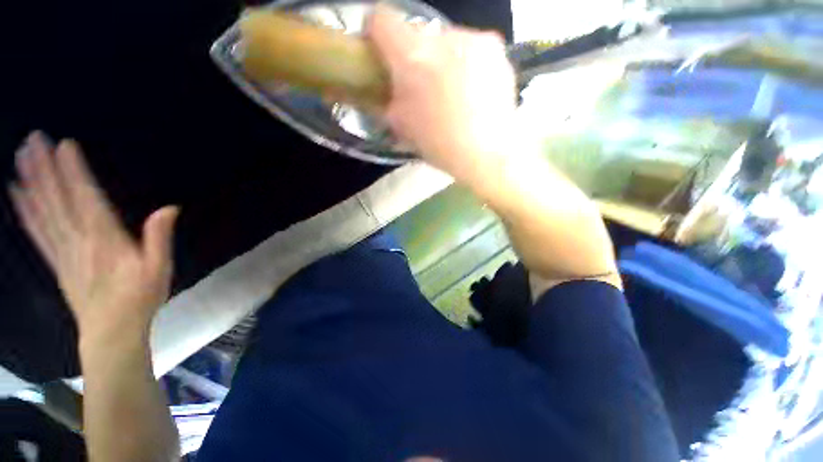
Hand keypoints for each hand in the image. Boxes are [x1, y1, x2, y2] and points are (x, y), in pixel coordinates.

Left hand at [9, 132, 178, 346]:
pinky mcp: (55, 262)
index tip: (64, 145)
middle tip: (33, 140)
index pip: (85, 198)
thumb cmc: (140, 298)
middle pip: (58, 200)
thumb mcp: (160, 268)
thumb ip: (159, 238)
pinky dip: (25, 211)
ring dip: (31, 183)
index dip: (74, 172)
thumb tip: (169, 208)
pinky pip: (37, 232)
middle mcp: (77, 240)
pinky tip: (17, 195)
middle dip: (45, 169)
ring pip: (43, 211)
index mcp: (105, 239)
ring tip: (21, 157)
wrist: (111, 332)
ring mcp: (62, 251)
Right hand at [368, 7, 517, 180]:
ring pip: (447, 42)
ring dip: (443, 61)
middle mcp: (444, 37)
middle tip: (423, 87)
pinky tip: (472, 92)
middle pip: (418, 34)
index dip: (377, 34)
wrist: (485, 155)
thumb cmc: (439, 144)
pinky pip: (472, 49)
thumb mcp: (401, 126)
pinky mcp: (497, 49)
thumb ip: (389, 97)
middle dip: (415, 57)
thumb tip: (390, 85)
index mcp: (413, 56)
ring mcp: (474, 40)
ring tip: (452, 93)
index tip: (382, 53)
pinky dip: (466, 65)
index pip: (382, 19)